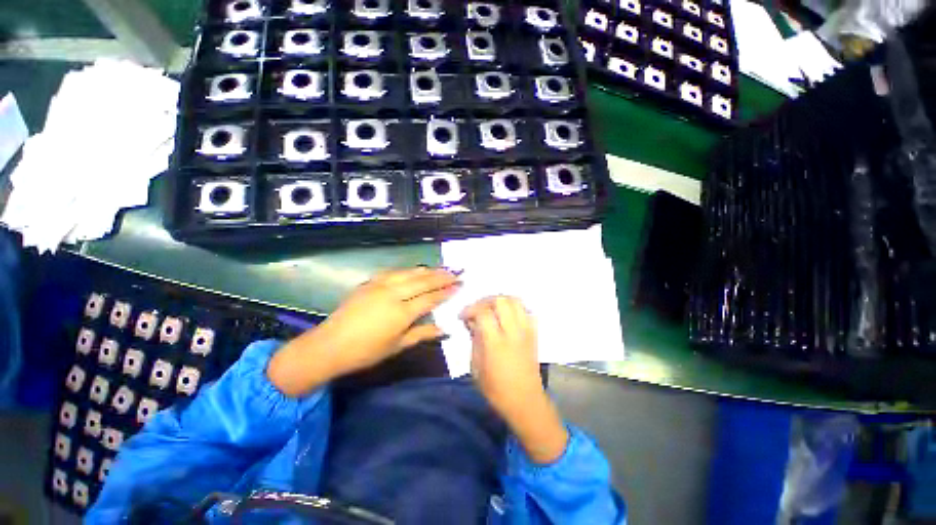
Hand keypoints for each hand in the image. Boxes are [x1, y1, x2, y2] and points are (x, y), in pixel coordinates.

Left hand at [268, 267, 459, 395]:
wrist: (329, 345)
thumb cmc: (365, 351)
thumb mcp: (397, 346)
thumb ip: (422, 334)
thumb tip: (444, 329)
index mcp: (402, 312)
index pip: (430, 298)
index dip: (446, 291)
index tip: (459, 286)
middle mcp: (393, 294)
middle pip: (423, 281)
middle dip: (441, 276)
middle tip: (456, 272)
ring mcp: (380, 286)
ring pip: (409, 273)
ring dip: (427, 270)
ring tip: (440, 268)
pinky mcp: (370, 283)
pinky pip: (394, 272)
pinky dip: (408, 270)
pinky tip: (414, 270)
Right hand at [460, 296, 541, 414]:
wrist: (526, 402)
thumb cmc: (496, 389)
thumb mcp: (476, 367)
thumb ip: (474, 340)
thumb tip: (472, 322)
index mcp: (496, 343)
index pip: (483, 313)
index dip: (470, 310)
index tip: (463, 316)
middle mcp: (513, 332)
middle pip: (501, 300)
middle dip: (485, 300)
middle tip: (477, 309)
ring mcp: (526, 331)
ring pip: (516, 301)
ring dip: (501, 300)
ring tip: (491, 309)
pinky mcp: (534, 333)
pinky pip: (527, 310)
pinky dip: (515, 308)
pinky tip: (507, 316)